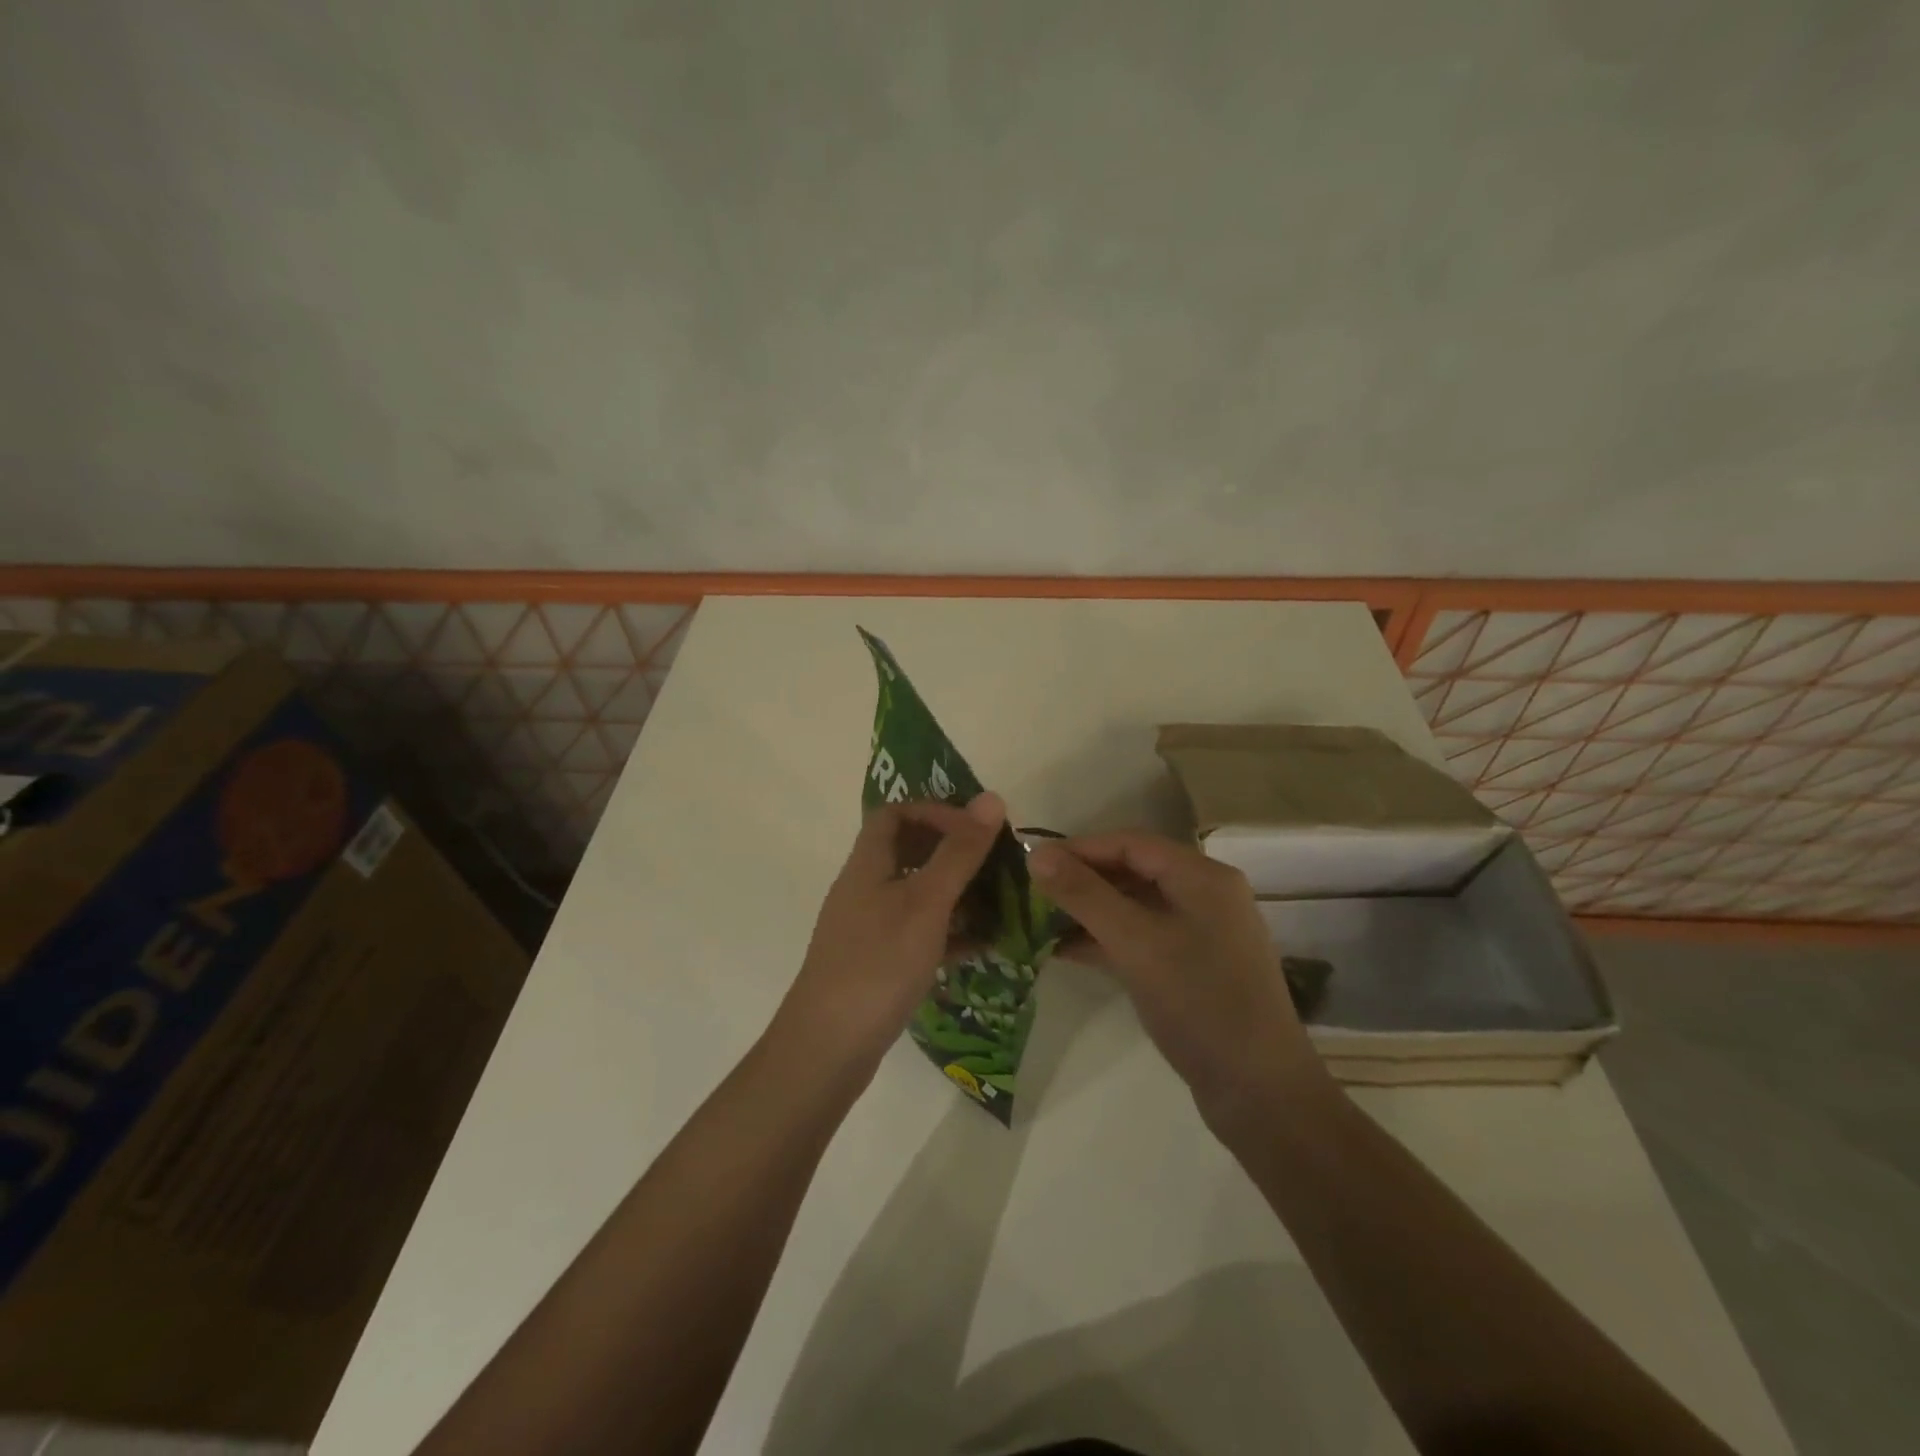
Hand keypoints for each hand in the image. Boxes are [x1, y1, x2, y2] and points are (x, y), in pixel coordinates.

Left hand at [774, 792, 1006, 1080]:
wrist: (828, 1048)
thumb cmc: (878, 964)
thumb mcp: (925, 903)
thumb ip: (959, 853)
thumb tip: (991, 798)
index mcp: (868, 865)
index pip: (894, 814)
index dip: (934, 811)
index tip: (976, 828)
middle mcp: (865, 890)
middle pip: (909, 853)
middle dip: (954, 853)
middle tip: (996, 863)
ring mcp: (870, 929)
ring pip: (918, 895)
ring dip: (958, 894)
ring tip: (1002, 903)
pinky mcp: (879, 964)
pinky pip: (920, 934)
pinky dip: (951, 932)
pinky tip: (985, 945)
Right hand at [1027, 832, 1332, 1121]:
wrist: (1260, 1092)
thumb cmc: (1199, 1003)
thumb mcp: (1135, 943)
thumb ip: (1084, 895)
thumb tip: (1036, 853)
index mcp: (1202, 876)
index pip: (1130, 843)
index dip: (1080, 848)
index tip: (1033, 863)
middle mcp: (1205, 895)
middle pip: (1132, 871)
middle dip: (1082, 881)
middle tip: (1032, 894)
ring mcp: (1201, 933)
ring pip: (1134, 907)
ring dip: (1090, 912)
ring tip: (1039, 922)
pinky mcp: (1192, 968)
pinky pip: (1142, 938)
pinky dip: (1106, 940)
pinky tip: (1065, 951)